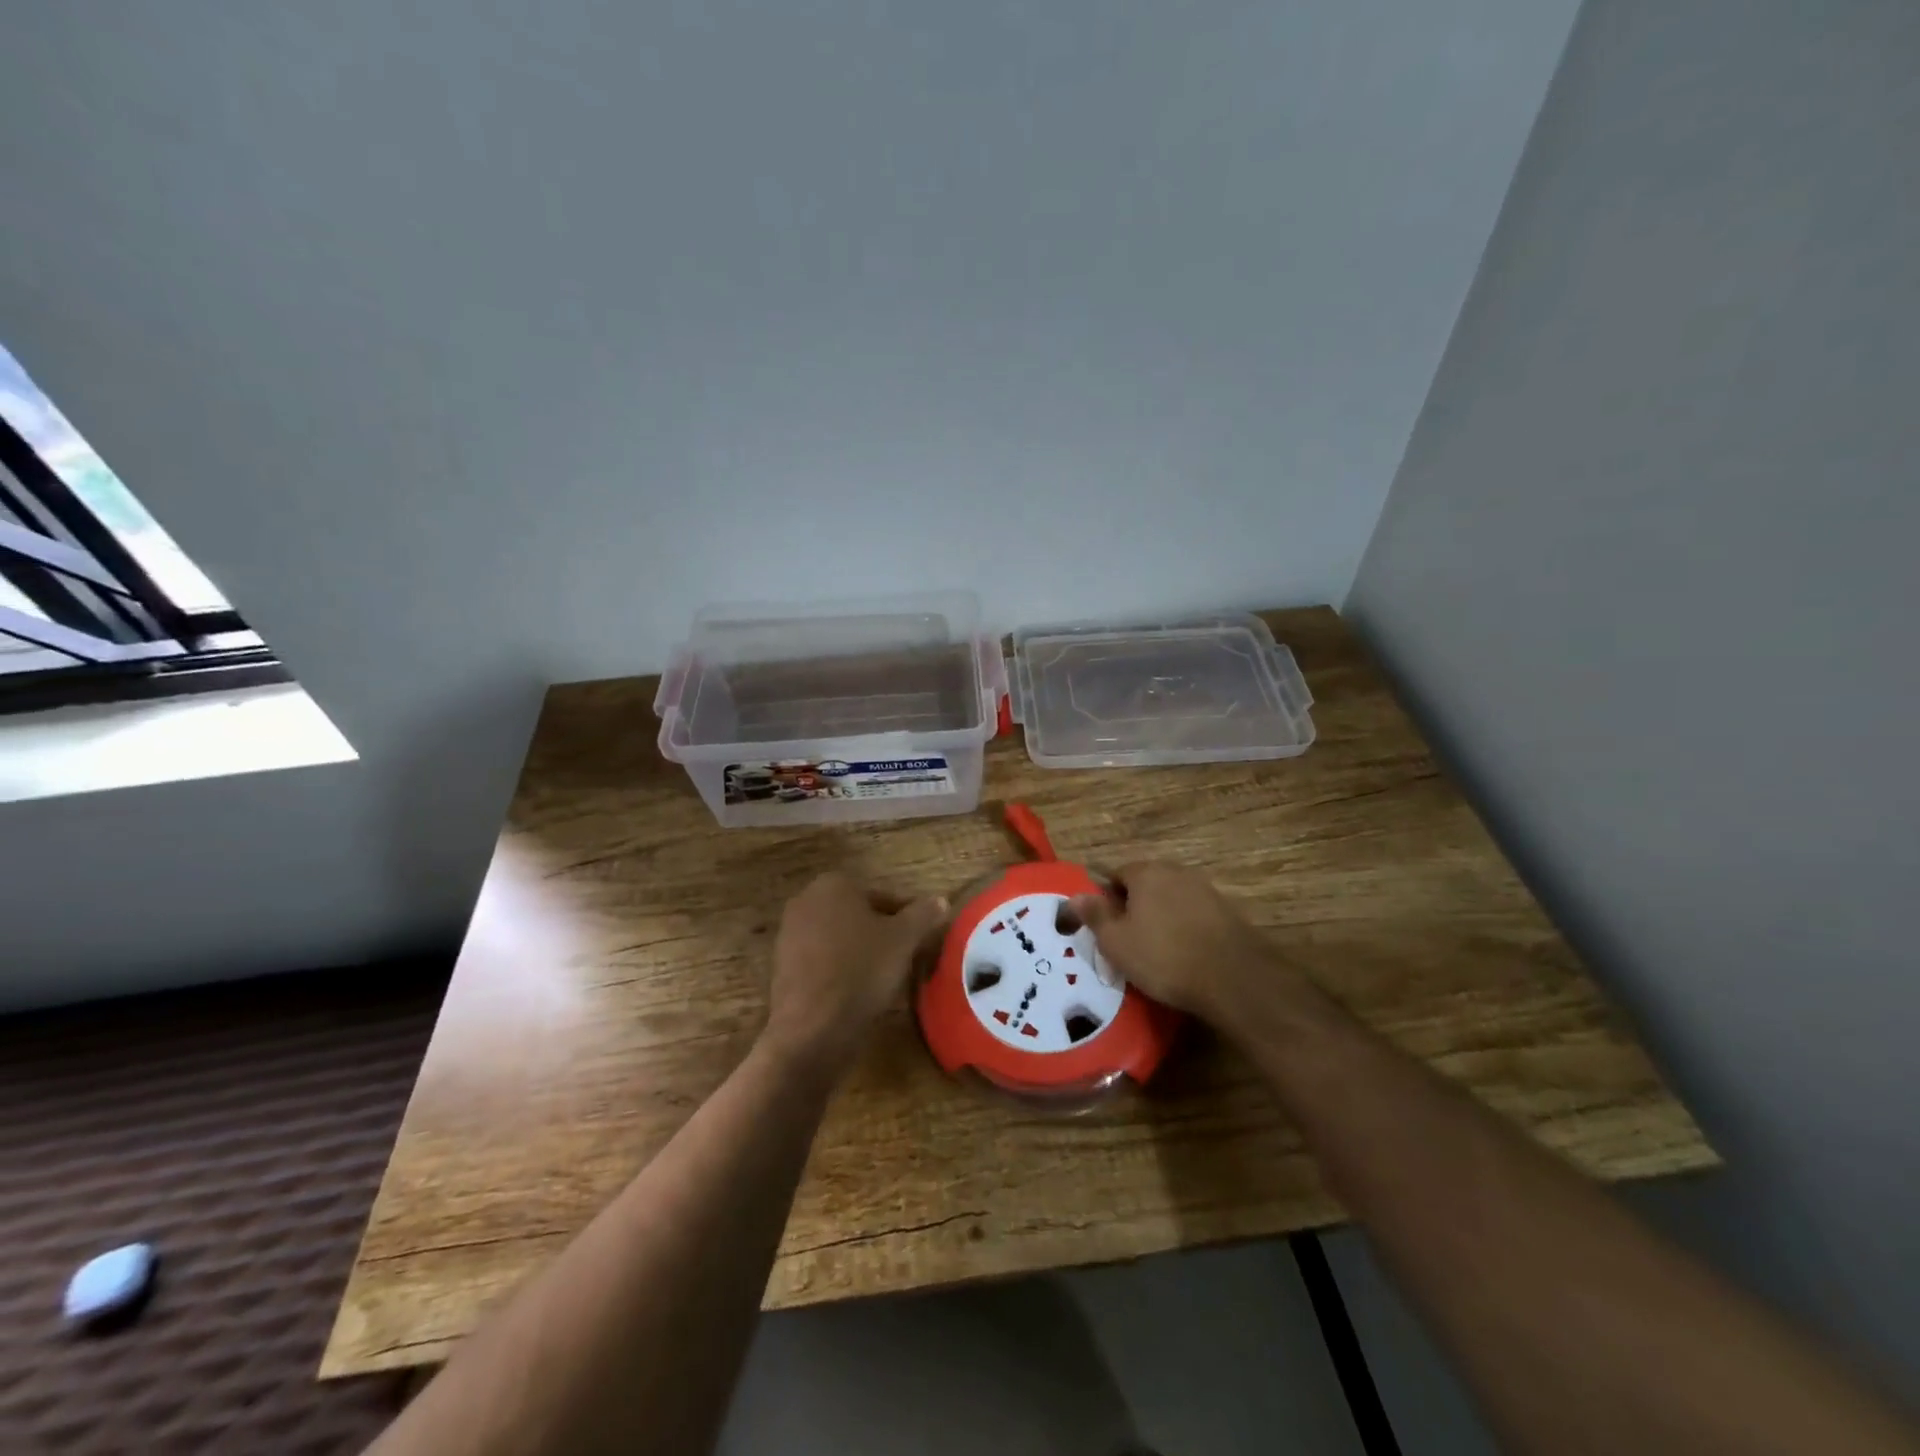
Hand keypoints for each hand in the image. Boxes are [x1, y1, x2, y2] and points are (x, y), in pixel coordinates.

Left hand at [763, 872, 946, 1074]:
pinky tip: (857, 994)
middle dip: (881, 933)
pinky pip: (822, 962)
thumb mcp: (904, 939)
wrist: (812, 1027)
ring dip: (860, 952)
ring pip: (839, 939)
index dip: (906, 917)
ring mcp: (789, 935)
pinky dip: (840, 972)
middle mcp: (805, 901)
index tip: (920, 939)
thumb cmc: (862, 970)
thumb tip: (939, 901)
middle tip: (904, 957)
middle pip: (858, 915)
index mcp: (834, 884)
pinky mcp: (782, 968)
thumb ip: (923, 915)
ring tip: (884, 978)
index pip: (882, 896)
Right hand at [1067, 862, 1294, 1025]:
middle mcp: (1176, 872)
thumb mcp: (1116, 942)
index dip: (1107, 901)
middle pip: (1145, 885)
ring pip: (1171, 900)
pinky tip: (1184, 956)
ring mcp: (1206, 890)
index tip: (1106, 929)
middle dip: (1135, 908)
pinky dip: (1185, 930)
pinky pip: (1194, 916)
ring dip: (1161, 919)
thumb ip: (1095, 915)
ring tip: (1156, 953)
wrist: (1233, 978)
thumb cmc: (1164, 956)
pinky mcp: (1227, 912)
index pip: (1116, 875)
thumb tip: (1075, 896)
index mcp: (1146, 872)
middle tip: (1128, 942)